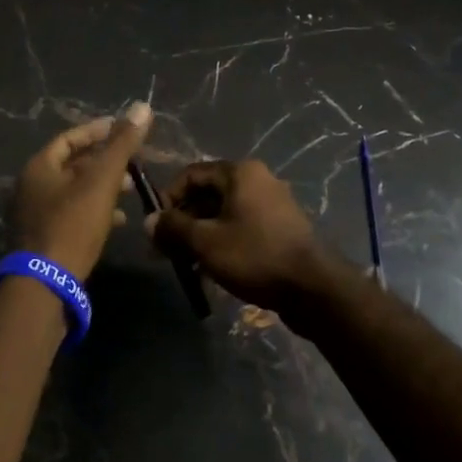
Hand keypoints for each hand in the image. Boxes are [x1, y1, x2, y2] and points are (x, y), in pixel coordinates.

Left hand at [11, 102, 152, 278]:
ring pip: (73, 192)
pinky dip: (95, 211)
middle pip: (71, 165)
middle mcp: (31, 188)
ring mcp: (35, 216)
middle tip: (133, 162)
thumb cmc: (72, 225)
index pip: (69, 138)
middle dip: (104, 162)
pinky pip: (72, 216)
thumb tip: (143, 106)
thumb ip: (122, 145)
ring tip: (130, 189)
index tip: (123, 129)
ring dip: (102, 187)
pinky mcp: (44, 241)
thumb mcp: (101, 181)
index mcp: (39, 167)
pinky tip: (118, 221)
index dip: (97, 131)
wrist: (45, 284)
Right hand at [147, 159, 351, 318]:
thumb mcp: (206, 242)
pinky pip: (241, 228)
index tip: (155, 227)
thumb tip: (148, 222)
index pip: (191, 174)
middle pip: (207, 194)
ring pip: (223, 214)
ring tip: (185, 265)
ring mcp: (272, 205)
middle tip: (165, 251)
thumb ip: (174, 228)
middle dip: (183, 222)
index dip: (168, 198)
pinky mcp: (280, 229)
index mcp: (240, 173)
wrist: (313, 288)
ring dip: (200, 236)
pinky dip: (222, 243)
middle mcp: (257, 181)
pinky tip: (210, 270)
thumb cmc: (255, 255)